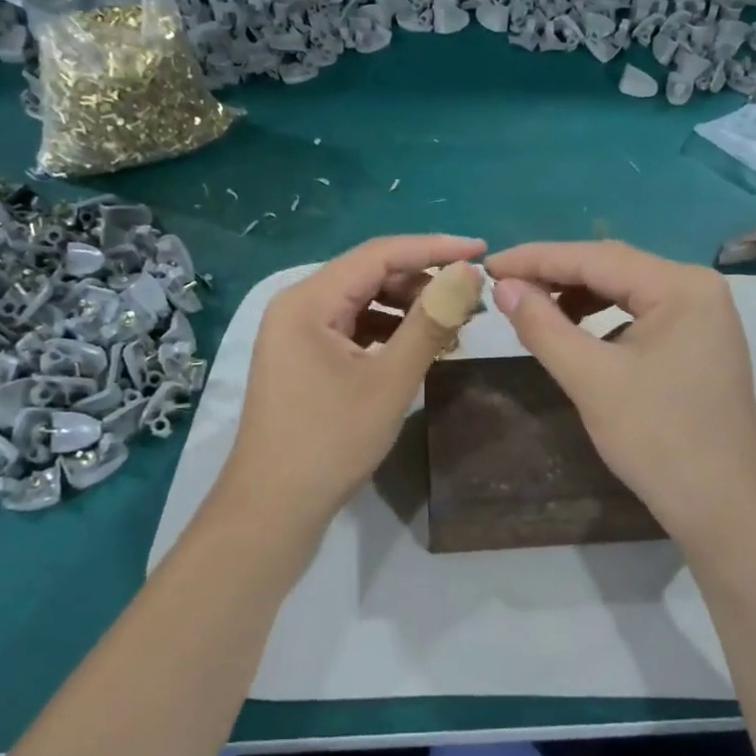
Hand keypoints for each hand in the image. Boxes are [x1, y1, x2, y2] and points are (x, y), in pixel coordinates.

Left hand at [219, 234, 486, 533]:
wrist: (273, 508)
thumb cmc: (330, 442)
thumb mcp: (390, 381)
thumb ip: (430, 322)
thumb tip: (468, 273)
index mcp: (308, 300)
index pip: (380, 254)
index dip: (435, 248)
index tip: (482, 250)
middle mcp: (298, 306)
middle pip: (369, 275)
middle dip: (423, 282)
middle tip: (472, 298)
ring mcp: (297, 334)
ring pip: (363, 302)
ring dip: (409, 308)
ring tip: (454, 325)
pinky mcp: (304, 359)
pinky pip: (353, 329)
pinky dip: (389, 332)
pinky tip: (420, 347)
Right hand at [485, 241, 755, 542]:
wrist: (722, 506)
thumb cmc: (657, 438)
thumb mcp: (591, 379)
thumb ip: (543, 326)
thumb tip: (504, 287)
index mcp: (681, 285)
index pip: (596, 257)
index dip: (536, 258)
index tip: (489, 264)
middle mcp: (698, 288)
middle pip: (614, 267)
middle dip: (556, 274)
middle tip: (504, 285)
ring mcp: (703, 316)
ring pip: (627, 291)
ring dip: (578, 295)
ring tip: (533, 308)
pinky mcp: (699, 343)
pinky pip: (642, 315)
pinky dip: (603, 318)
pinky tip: (576, 331)